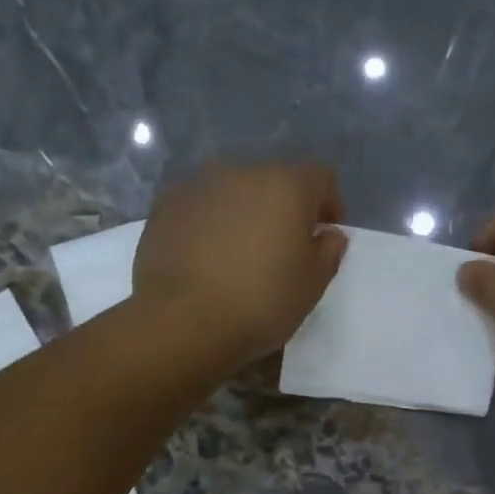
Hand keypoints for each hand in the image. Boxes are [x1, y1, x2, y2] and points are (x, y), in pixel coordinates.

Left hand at [132, 163, 347, 363]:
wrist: (184, 321)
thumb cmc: (261, 303)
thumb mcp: (312, 286)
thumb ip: (328, 252)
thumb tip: (329, 234)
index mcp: (286, 185)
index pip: (321, 177)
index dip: (329, 204)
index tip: (324, 235)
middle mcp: (242, 172)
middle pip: (273, 181)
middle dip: (283, 208)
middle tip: (281, 248)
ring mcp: (199, 186)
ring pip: (233, 192)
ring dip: (243, 214)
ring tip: (239, 254)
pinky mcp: (165, 206)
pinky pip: (199, 208)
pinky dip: (208, 224)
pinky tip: (205, 258)